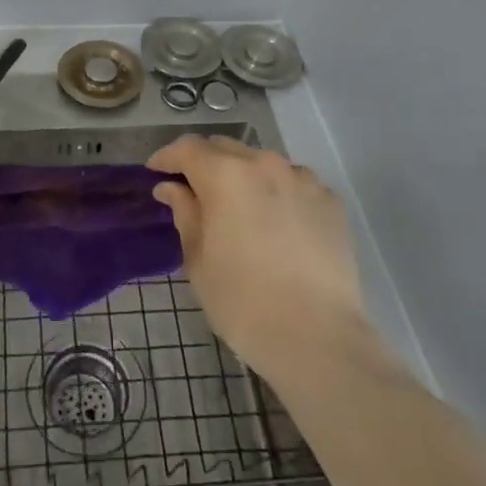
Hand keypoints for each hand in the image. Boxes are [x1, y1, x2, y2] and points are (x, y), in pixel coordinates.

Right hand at [149, 135, 378, 385]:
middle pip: (226, 149)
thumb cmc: (242, 301)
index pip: (187, 149)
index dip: (167, 158)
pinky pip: (295, 184)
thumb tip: (171, 188)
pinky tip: (278, 223)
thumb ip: (185, 213)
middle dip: (205, 164)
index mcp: (225, 175)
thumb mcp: (198, 260)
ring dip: (244, 176)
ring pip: (263, 163)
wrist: (317, 337)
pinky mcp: (330, 200)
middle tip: (194, 191)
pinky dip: (279, 193)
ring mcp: (303, 179)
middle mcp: (265, 164)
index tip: (155, 173)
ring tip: (240, 207)